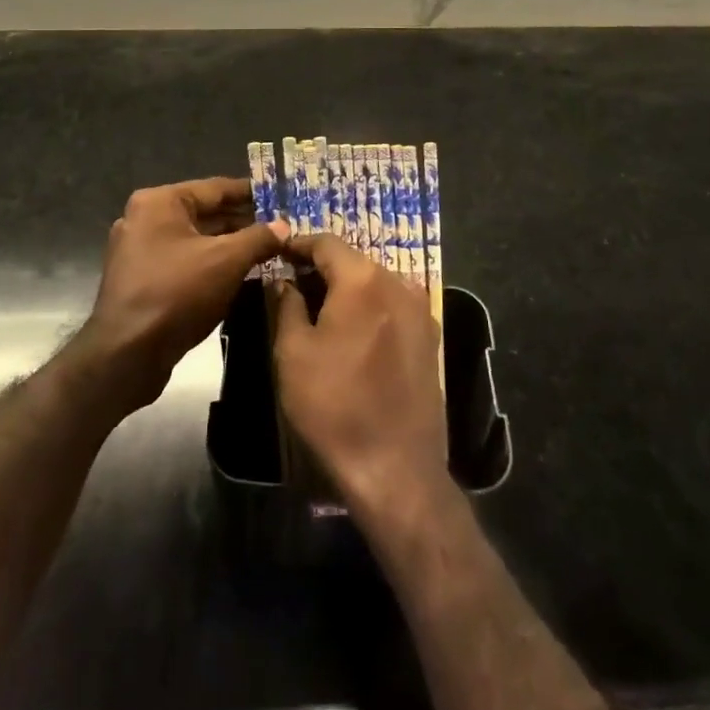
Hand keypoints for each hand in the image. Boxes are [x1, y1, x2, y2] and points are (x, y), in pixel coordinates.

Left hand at [80, 177, 286, 409]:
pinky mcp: (141, 280)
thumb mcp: (227, 260)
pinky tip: (240, 274)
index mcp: (159, 202)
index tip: (280, 197)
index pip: (216, 188)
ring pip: (196, 241)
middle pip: (205, 214)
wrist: (127, 354)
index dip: (252, 193)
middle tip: (280, 228)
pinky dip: (211, 265)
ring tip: (267, 251)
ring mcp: (139, 251)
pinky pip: (184, 262)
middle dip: (243, 222)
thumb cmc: (177, 293)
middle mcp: (144, 219)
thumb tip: (283, 226)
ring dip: (229, 246)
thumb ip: (259, 238)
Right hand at [272, 232, 449, 515]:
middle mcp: (398, 284)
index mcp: (363, 280)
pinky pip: (393, 306)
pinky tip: (352, 332)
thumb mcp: (293, 352)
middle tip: (293, 283)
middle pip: (354, 261)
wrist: (395, 467)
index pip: (327, 242)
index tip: (278, 252)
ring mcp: (421, 311)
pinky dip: (370, 307)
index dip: (299, 244)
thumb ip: (288, 304)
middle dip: (323, 267)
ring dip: (347, 288)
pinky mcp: (431, 338)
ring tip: (319, 309)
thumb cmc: (333, 405)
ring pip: (376, 283)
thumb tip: (285, 280)